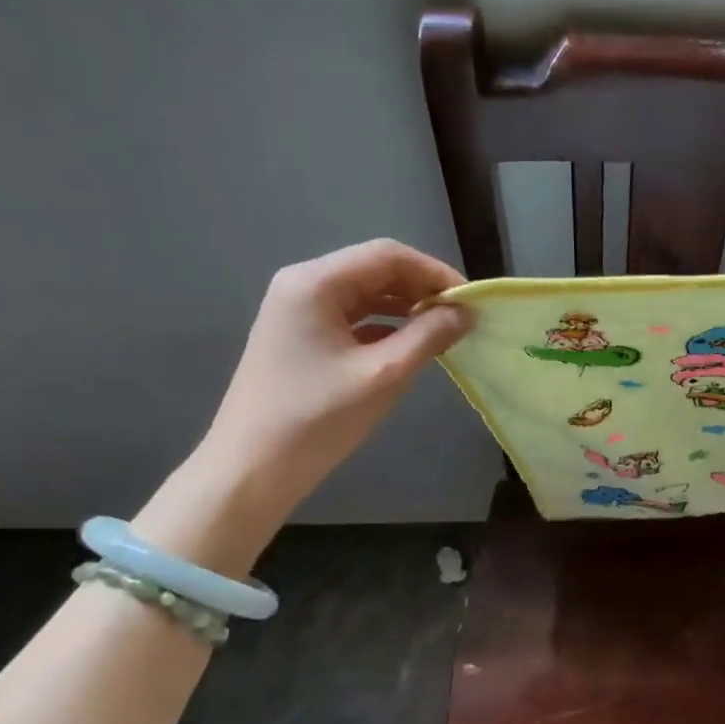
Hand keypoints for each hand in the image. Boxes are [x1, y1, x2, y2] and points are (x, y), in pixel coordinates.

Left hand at [136, 240, 471, 573]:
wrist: (253, 467)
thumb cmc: (318, 418)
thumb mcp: (383, 376)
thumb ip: (427, 337)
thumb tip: (464, 313)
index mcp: (315, 283)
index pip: (387, 256)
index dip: (434, 273)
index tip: (471, 301)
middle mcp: (302, 286)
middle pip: (374, 271)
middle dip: (421, 289)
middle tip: (461, 318)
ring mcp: (298, 313)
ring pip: (364, 296)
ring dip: (405, 308)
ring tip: (443, 332)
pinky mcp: (300, 339)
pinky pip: (352, 320)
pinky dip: (385, 327)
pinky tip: (409, 347)